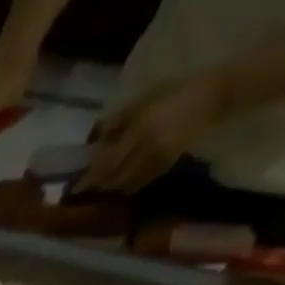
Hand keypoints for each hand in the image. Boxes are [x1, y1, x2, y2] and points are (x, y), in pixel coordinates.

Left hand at [81, 73, 227, 192]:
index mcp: (140, 130)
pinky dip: (126, 187)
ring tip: (98, 188)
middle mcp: (148, 148)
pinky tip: (119, 185)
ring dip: (110, 190)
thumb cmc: (170, 95)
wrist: (209, 97)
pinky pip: (140, 183)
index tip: (75, 188)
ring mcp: (159, 159)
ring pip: (126, 184)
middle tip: (83, 190)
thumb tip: (92, 142)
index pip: (108, 162)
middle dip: (97, 186)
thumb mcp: (140, 102)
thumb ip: (116, 123)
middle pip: (115, 178)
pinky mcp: (166, 166)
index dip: (90, 178)